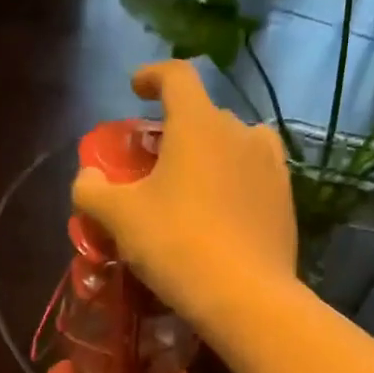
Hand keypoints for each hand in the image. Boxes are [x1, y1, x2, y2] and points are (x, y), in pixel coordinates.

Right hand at [72, 60, 298, 332]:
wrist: (246, 297)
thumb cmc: (177, 245)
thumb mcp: (120, 218)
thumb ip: (93, 190)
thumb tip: (87, 178)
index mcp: (198, 123)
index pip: (177, 75)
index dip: (153, 75)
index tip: (137, 89)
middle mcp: (240, 132)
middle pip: (206, 115)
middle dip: (180, 129)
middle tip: (158, 161)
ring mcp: (271, 167)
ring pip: (237, 145)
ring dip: (214, 154)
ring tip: (196, 184)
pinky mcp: (286, 201)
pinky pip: (256, 178)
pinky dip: (236, 184)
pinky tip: (224, 214)